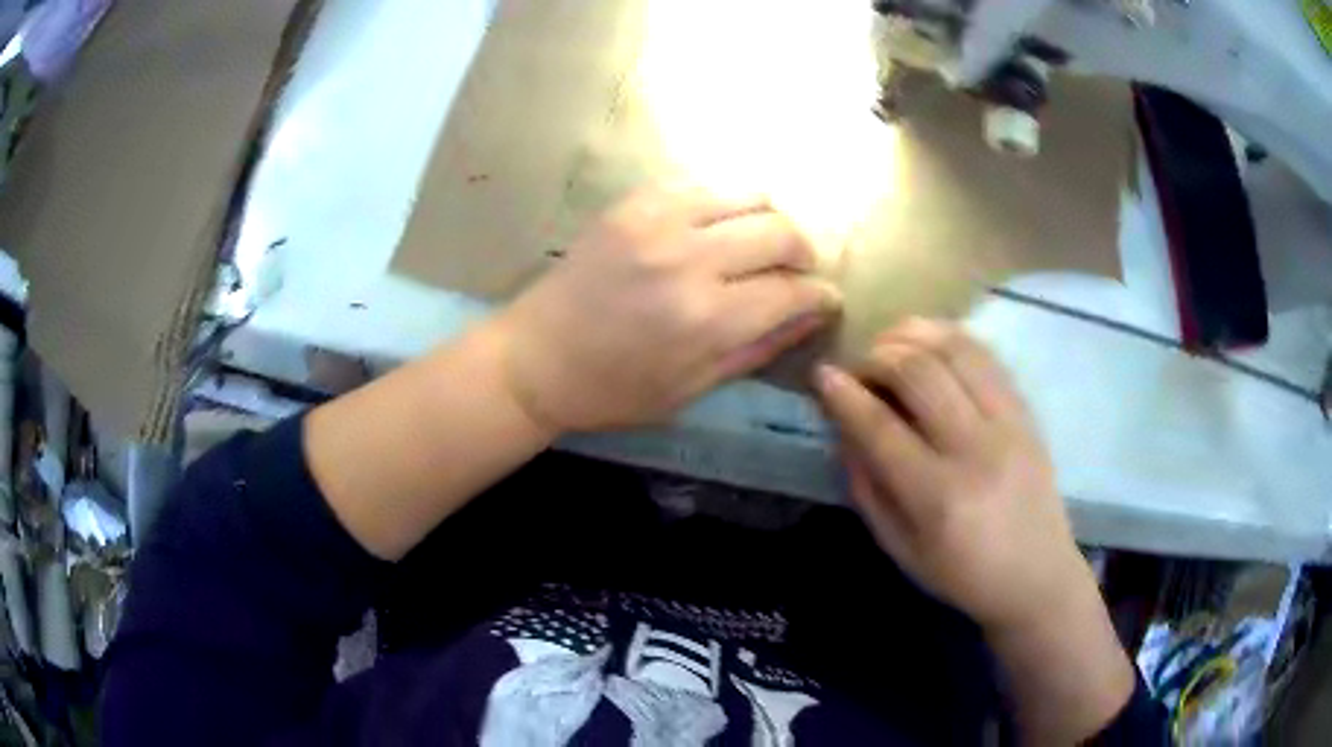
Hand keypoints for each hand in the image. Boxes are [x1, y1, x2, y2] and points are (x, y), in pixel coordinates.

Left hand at [495, 183, 839, 432]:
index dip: (821, 295)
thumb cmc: (613, 390)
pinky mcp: (633, 201)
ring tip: (761, 245)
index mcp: (706, 319)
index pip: (793, 291)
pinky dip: (725, 203)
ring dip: (769, 220)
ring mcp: (658, 219)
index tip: (827, 298)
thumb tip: (813, 315)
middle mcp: (689, 258)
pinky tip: (718, 227)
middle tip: (797, 272)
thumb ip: (760, 347)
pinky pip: (703, 183)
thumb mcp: (693, 388)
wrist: (535, 358)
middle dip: (804, 253)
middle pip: (781, 231)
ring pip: (749, 194)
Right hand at [814, 318, 1094, 632]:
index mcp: (938, 497)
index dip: (843, 394)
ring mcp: (1008, 424)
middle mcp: (976, 449)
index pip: (880, 427)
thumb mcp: (900, 549)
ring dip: (912, 335)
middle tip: (858, 367)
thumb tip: (845, 428)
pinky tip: (929, 342)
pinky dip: (951, 337)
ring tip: (889, 345)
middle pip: (918, 372)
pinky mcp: (1027, 412)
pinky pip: (987, 355)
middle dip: (876, 357)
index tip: (821, 374)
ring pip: (955, 350)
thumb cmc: (961, 575)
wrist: (1036, 576)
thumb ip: (867, 487)